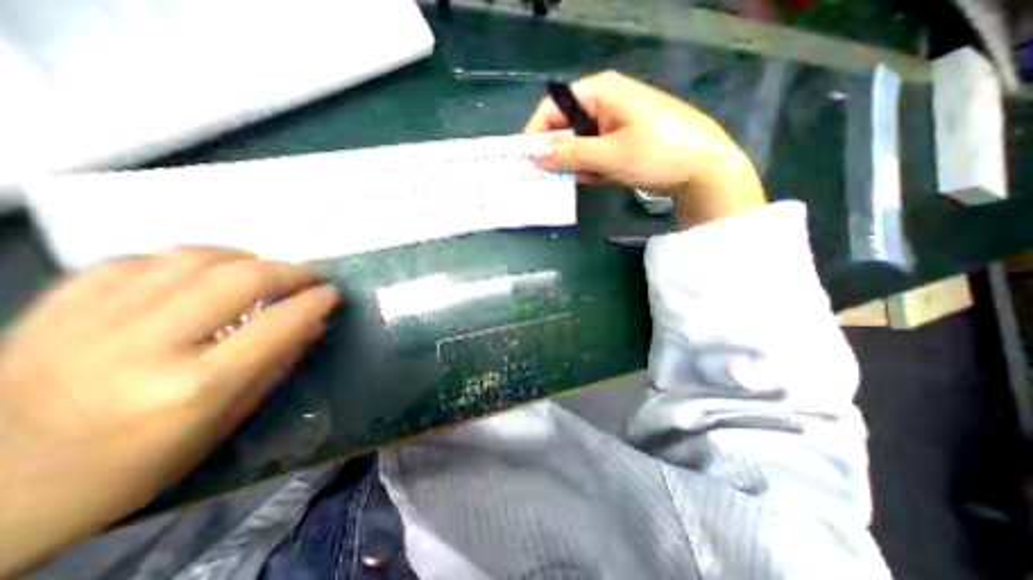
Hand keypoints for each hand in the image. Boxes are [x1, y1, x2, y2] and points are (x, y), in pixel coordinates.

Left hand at [1, 248, 340, 576]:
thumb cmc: (130, 470)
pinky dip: (184, 260)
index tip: (333, 292)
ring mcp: (86, 325)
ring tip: (265, 268)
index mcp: (192, 389)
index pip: (277, 324)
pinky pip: (133, 262)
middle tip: (310, 275)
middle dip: (289, 271)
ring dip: (244, 257)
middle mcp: (142, 349)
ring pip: (189, 260)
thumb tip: (315, 325)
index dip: (314, 302)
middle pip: (239, 280)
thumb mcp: (223, 424)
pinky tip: (203, 270)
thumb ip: (275, 366)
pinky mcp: (47, 312)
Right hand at [527, 71, 761, 227]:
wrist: (703, 169)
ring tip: (559, 184)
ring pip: (580, 144)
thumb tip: (533, 154)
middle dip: (553, 152)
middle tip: (539, 177)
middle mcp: (606, 104)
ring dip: (571, 164)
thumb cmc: (656, 152)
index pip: (555, 107)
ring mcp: (616, 126)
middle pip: (567, 127)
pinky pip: (596, 155)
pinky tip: (588, 181)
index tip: (525, 160)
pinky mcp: (623, 145)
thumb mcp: (607, 154)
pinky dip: (589, 169)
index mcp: (601, 92)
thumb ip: (568, 154)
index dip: (536, 133)